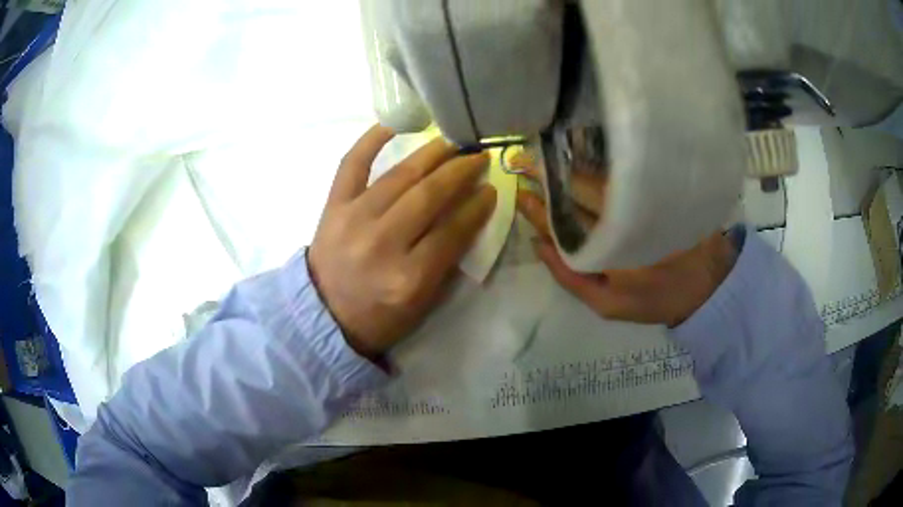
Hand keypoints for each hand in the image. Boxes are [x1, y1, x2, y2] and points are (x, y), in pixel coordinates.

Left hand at [308, 125, 495, 357]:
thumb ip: (447, 261)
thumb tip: (469, 214)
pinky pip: (352, 164)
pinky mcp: (333, 206)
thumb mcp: (422, 302)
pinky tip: (395, 124)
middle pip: (429, 196)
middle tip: (479, 155)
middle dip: (461, 171)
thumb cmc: (378, 315)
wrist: (323, 315)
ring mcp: (353, 219)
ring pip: (401, 176)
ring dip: (432, 153)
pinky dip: (371, 140)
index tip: (492, 189)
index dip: (477, 207)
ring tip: (453, 141)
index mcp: (408, 277)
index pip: (453, 231)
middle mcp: (382, 243)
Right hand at [512, 152, 735, 327]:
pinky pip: (618, 176)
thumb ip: (569, 276)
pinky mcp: (654, 193)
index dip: (537, 208)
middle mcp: (621, 219)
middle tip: (523, 161)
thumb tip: (538, 242)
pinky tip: (579, 162)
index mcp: (608, 249)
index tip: (518, 192)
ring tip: (545, 159)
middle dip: (548, 176)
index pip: (562, 223)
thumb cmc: (653, 298)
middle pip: (578, 190)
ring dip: (569, 168)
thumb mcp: (607, 303)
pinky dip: (595, 168)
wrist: (705, 284)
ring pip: (597, 179)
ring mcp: (639, 202)